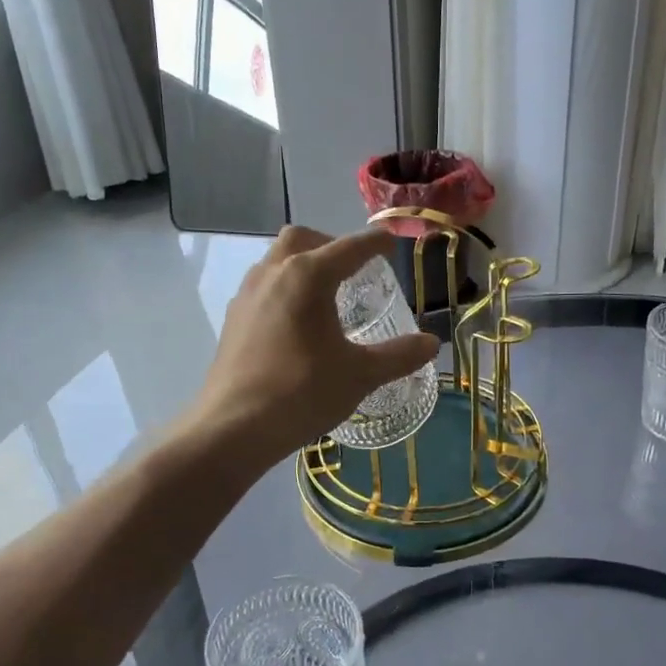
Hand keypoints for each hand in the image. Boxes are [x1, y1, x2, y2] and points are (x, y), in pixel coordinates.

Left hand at [189, 225, 439, 466]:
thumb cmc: (302, 392)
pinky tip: (296, 323)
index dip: (375, 243)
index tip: (391, 243)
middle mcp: (273, 273)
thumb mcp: (360, 374)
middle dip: (331, 244)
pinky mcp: (233, 318)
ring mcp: (247, 294)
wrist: (234, 427)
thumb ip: (399, 355)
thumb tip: (432, 343)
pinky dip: (283, 288)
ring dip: (302, 264)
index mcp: (307, 276)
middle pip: (303, 239)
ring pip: (276, 260)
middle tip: (353, 269)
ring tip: (325, 294)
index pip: (350, 247)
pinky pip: (262, 286)